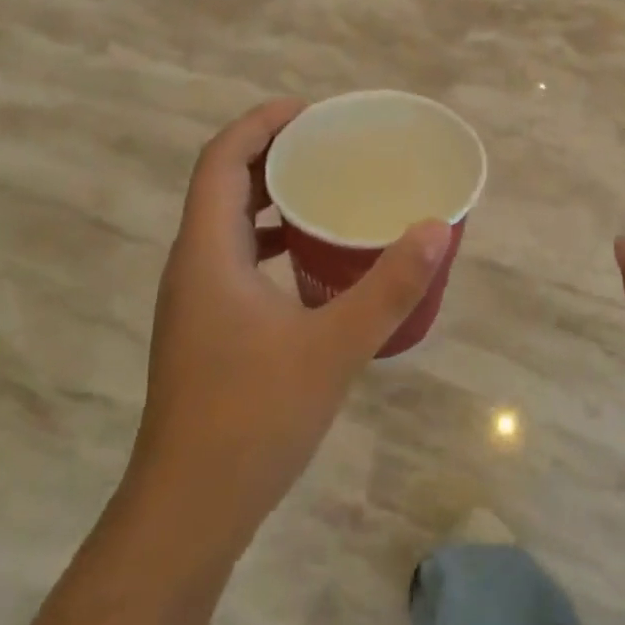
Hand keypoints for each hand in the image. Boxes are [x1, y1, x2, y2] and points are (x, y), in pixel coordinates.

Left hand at [123, 100, 451, 553]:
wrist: (187, 513)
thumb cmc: (252, 419)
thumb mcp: (333, 347)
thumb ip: (387, 286)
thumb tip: (436, 229)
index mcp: (207, 252)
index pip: (220, 160)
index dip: (260, 124)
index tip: (308, 111)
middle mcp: (191, 265)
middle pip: (221, 184)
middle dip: (269, 152)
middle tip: (324, 143)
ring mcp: (193, 300)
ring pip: (225, 223)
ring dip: (266, 196)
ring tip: (321, 188)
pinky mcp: (204, 329)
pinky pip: (233, 258)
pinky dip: (267, 238)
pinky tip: (309, 259)